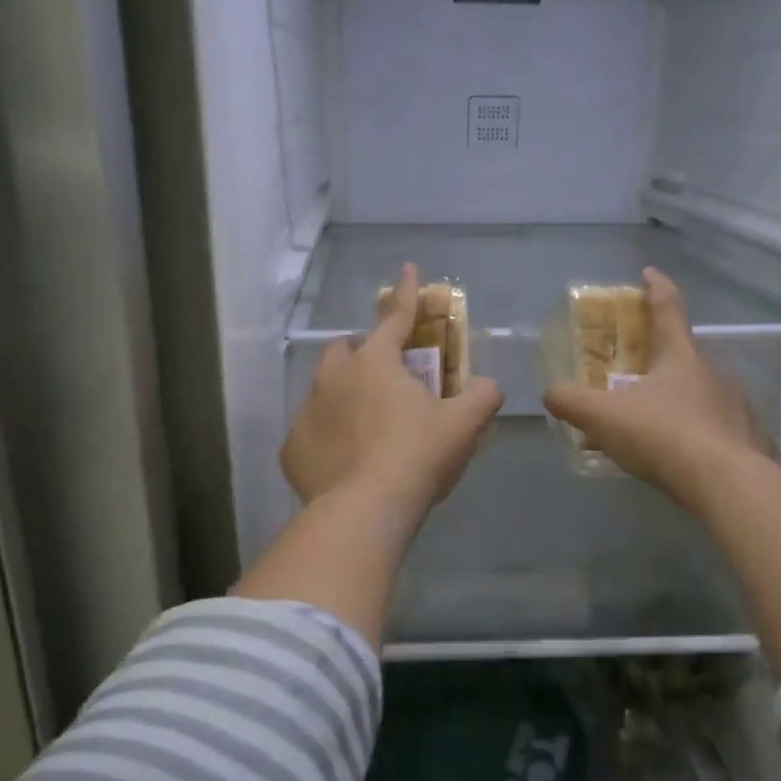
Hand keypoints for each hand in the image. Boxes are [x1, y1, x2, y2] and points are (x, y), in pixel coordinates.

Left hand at [282, 264, 503, 520]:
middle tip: (386, 381)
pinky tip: (345, 462)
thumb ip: (481, 396)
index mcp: (375, 363)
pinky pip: (312, 433)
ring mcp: (307, 411)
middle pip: (345, 350)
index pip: (395, 317)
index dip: (407, 293)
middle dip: (363, 355)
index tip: (408, 269)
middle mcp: (333, 377)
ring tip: (366, 429)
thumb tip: (487, 386)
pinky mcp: (292, 448)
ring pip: (325, 390)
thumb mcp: (462, 425)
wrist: (365, 511)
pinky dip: (328, 439)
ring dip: (344, 398)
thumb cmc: (416, 457)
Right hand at [543, 267, 767, 510]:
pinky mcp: (750, 441)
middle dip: (660, 358)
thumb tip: (550, 392)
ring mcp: (737, 406)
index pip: (668, 308)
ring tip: (654, 422)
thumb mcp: (603, 417)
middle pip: (684, 355)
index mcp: (681, 356)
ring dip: (679, 400)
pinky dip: (698, 434)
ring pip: (702, 394)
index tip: (648, 273)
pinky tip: (682, 456)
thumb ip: (571, 402)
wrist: (728, 485)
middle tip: (636, 371)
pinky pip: (717, 429)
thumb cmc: (663, 436)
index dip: (656, 288)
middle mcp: (714, 373)